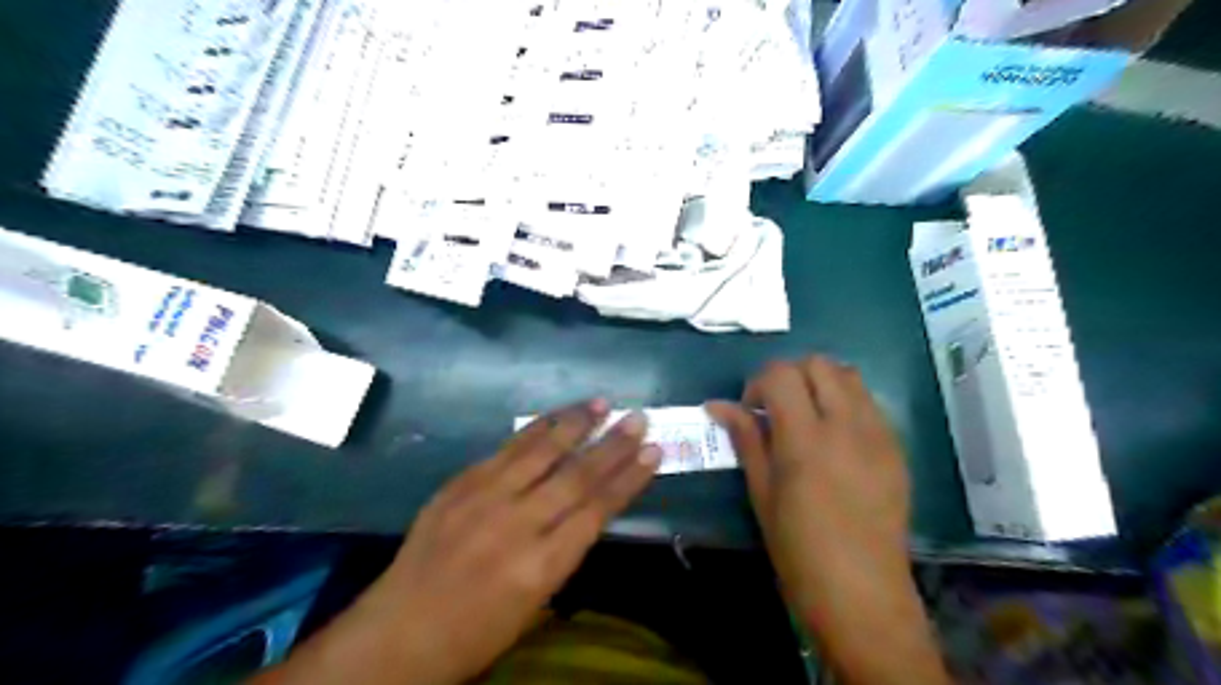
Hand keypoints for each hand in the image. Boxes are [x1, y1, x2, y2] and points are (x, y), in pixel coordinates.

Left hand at [254, 401, 658, 684]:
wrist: (397, 633)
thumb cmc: (475, 634)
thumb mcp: (535, 603)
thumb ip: (563, 550)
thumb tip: (588, 508)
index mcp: (540, 565)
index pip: (598, 510)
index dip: (629, 478)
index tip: (654, 452)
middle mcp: (516, 524)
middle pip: (576, 475)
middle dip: (613, 444)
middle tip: (639, 418)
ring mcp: (483, 497)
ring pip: (541, 450)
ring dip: (575, 424)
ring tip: (602, 403)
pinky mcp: (460, 483)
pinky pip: (505, 449)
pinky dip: (535, 429)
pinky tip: (554, 417)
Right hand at [706, 355, 903, 617]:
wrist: (862, 594)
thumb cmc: (799, 549)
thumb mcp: (762, 493)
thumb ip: (746, 439)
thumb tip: (718, 405)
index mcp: (805, 439)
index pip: (781, 374)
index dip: (758, 382)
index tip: (752, 410)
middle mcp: (846, 425)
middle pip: (818, 364)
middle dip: (790, 376)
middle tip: (776, 408)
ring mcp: (878, 434)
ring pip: (848, 375)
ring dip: (820, 383)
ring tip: (806, 417)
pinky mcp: (896, 448)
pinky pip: (869, 402)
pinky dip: (845, 401)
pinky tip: (834, 436)